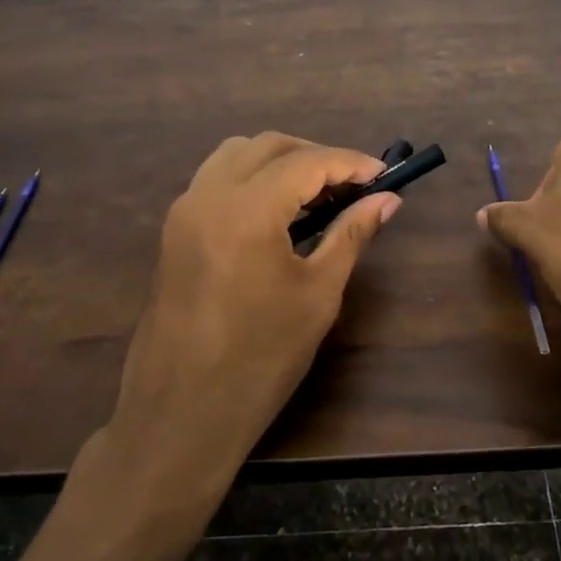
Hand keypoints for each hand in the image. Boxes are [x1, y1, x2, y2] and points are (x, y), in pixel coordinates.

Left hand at [110, 133, 399, 488]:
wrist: (180, 415)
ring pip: (237, 154)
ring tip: (317, 195)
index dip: (351, 162)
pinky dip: (252, 178)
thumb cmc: (260, 360)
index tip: (385, 175)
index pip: (307, 162)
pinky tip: (278, 212)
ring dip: (281, 161)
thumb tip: (387, 200)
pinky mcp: (174, 229)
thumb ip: (351, 235)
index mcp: (246, 210)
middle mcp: (208, 195)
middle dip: (316, 156)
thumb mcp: (317, 295)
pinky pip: (216, 179)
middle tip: (354, 186)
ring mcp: (184, 210)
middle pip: (269, 145)